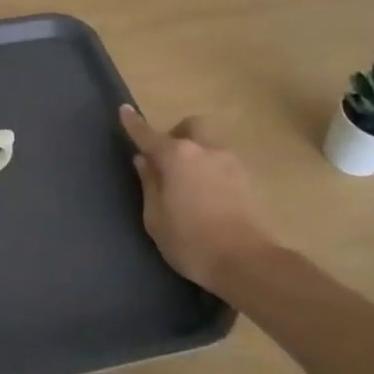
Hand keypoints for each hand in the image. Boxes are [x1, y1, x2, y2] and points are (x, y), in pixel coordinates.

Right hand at [120, 107, 281, 291]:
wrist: (248, 263)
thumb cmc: (191, 242)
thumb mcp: (155, 218)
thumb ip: (149, 184)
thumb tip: (144, 161)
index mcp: (177, 157)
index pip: (148, 135)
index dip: (134, 123)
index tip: (124, 110)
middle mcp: (206, 151)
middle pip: (191, 126)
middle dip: (177, 134)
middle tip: (166, 159)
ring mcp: (232, 164)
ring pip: (210, 144)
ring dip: (196, 153)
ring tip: (188, 182)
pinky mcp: (249, 181)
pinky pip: (224, 164)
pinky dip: (212, 170)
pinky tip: (207, 196)